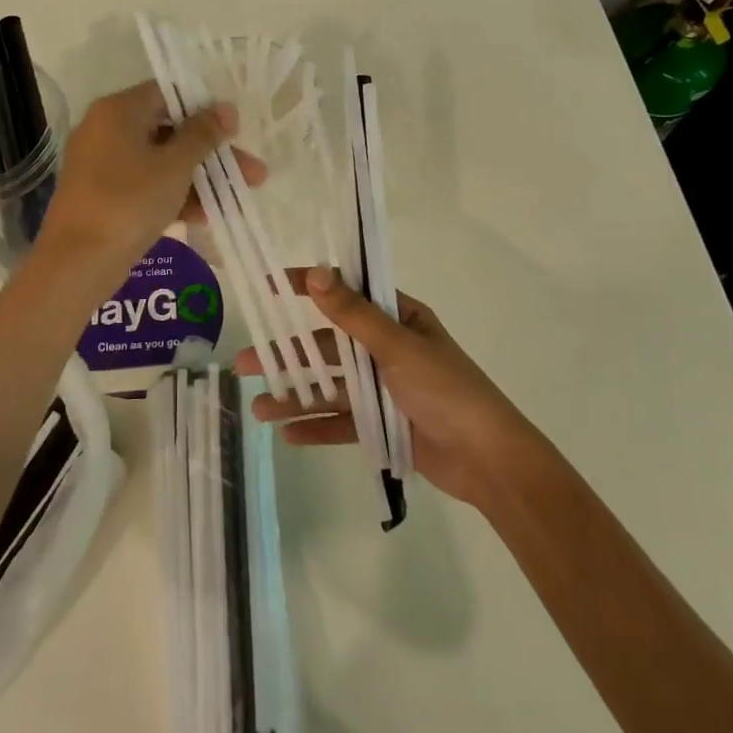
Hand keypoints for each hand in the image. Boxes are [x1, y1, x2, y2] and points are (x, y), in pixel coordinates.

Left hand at [36, 80, 263, 278]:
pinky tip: (209, 215)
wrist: (77, 262)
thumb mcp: (174, 166)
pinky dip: (175, 196)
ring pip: (161, 162)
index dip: (205, 109)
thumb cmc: (129, 201)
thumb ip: (203, 135)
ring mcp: (104, 166)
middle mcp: (107, 130)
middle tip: (251, 170)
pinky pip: (147, 186)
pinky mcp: (105, 197)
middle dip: (212, 152)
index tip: (235, 130)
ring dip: (200, 177)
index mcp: (118, 111)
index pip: (168, 94)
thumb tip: (225, 109)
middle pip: (169, 130)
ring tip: (242, 194)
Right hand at [238, 267, 545, 508]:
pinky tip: (287, 434)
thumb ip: (353, 315)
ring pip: (330, 386)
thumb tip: (314, 271)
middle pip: (327, 346)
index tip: (267, 286)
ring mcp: (383, 388)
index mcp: (398, 319)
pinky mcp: (382, 424)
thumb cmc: (447, 391)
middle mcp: (387, 349)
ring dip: (296, 396)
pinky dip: (317, 427)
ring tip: (258, 410)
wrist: (489, 461)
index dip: (306, 288)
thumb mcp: (398, 347)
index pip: (345, 294)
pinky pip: (342, 422)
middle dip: (287, 355)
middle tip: (243, 362)